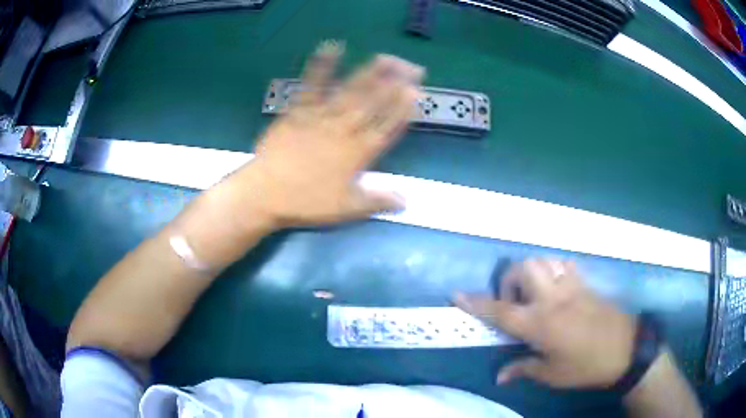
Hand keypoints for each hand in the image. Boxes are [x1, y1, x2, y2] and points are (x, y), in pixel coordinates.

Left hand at [233, 42, 423, 228]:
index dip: (404, 109)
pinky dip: (321, 66)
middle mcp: (344, 129)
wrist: (265, 193)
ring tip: (386, 58)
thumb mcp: (345, 208)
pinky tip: (331, 48)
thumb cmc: (305, 202)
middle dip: (396, 83)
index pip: (387, 126)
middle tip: (412, 67)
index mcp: (358, 153)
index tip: (417, 92)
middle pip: (374, 103)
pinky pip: (312, 85)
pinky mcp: (299, 110)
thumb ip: (377, 201)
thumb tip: (406, 201)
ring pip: (351, 91)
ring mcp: (321, 117)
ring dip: (370, 73)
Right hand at [455, 258, 635, 387]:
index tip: (457, 295)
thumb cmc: (586, 367)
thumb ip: (524, 368)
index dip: (477, 303)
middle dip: (509, 280)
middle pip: (523, 269)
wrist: (626, 350)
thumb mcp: (552, 374)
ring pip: (544, 260)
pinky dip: (553, 269)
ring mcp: (571, 287)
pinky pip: (564, 264)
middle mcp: (553, 299)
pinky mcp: (586, 284)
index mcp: (541, 324)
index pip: (501, 311)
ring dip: (532, 272)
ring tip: (535, 294)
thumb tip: (500, 375)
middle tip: (515, 303)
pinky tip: (556, 288)